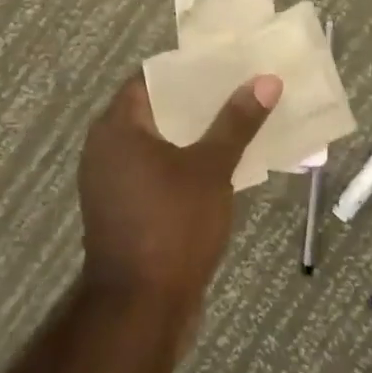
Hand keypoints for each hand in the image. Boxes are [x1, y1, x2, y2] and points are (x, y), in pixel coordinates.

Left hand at [76, 70, 280, 325]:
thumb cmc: (173, 225)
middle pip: (156, 111)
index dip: (189, 70)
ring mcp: (112, 182)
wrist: (141, 308)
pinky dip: (184, 164)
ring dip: (195, 135)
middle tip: (241, 90)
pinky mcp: (124, 210)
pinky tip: (221, 166)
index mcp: (117, 128)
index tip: (226, 64)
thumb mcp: (211, 168)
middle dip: (199, 103)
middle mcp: (106, 148)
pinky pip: (156, 172)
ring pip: (158, 144)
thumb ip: (236, 122)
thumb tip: (265, 80)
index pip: (151, 79)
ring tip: (239, 123)